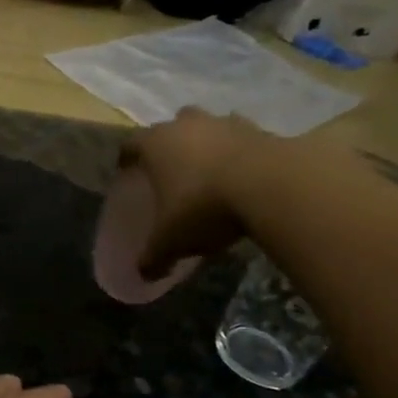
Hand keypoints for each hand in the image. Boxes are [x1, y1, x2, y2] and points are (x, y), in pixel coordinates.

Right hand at [119, 108, 275, 277]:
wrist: (271, 186)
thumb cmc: (203, 207)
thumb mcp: (171, 241)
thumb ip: (154, 257)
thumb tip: (144, 274)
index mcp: (155, 144)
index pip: (130, 144)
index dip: (126, 158)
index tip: (126, 172)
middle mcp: (186, 125)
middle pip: (171, 127)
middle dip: (170, 144)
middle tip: (171, 170)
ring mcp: (225, 123)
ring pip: (208, 128)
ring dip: (207, 144)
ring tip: (210, 172)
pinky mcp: (260, 130)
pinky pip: (242, 139)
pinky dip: (240, 153)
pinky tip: (244, 176)